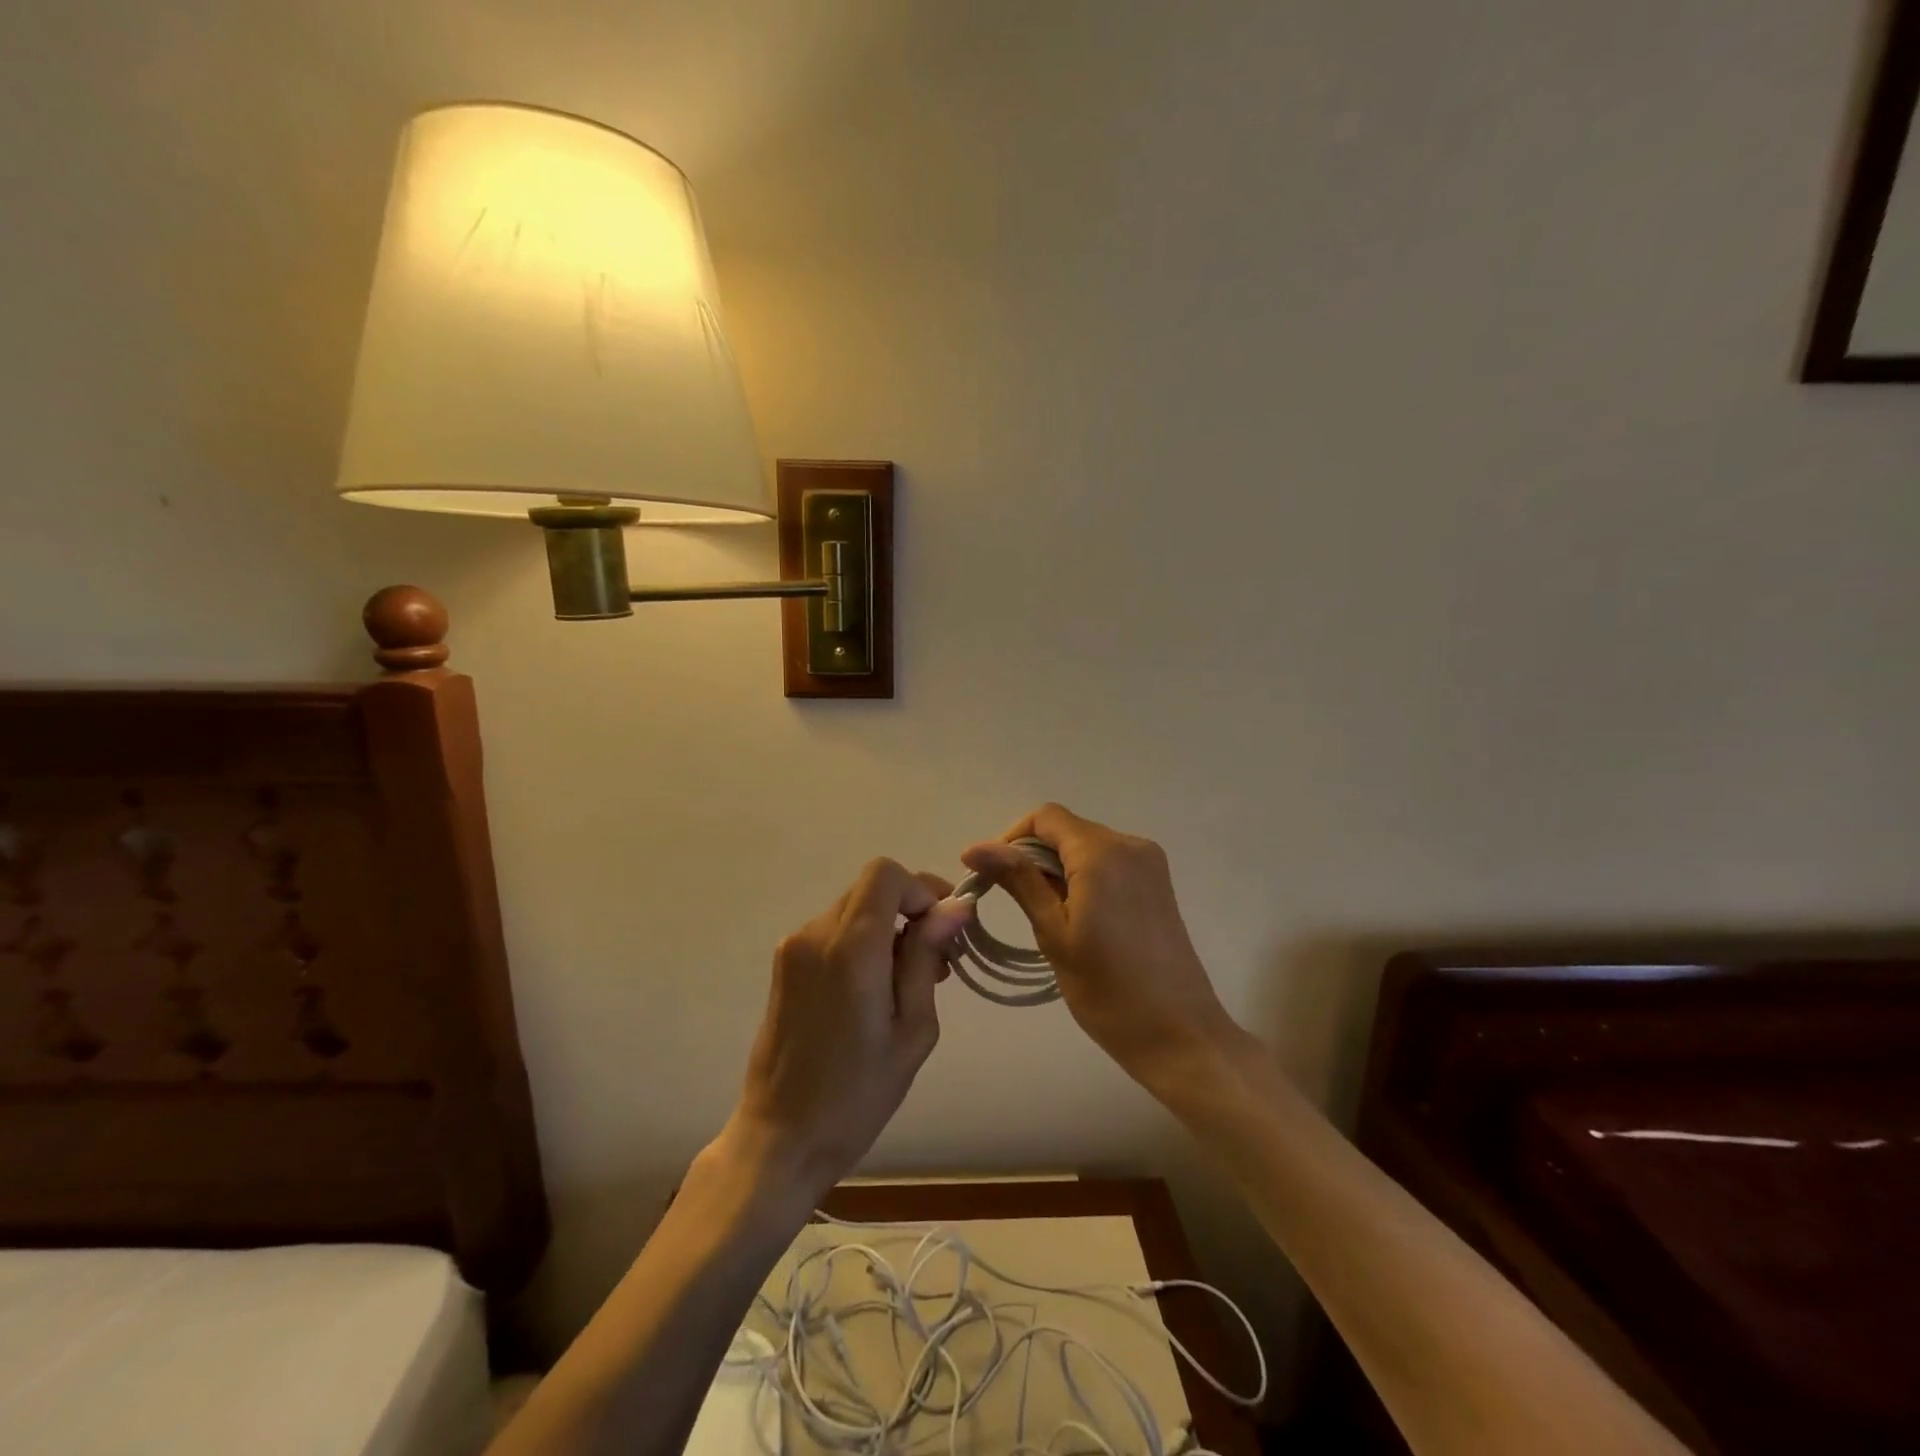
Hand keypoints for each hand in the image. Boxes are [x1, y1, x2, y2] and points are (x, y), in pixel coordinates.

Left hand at [723, 858, 971, 1202]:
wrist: (781, 1137)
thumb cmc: (857, 1094)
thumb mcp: (912, 1030)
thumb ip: (927, 958)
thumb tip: (955, 907)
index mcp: (851, 947)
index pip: (885, 874)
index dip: (920, 889)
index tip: (944, 928)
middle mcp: (816, 934)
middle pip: (871, 889)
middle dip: (911, 910)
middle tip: (940, 960)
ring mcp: (794, 948)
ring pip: (854, 909)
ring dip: (888, 928)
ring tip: (912, 981)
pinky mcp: (784, 965)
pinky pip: (833, 932)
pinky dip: (862, 943)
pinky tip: (876, 989)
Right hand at [962, 804, 1239, 1087]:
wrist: (1180, 1035)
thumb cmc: (1108, 990)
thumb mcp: (1054, 933)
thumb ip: (1019, 881)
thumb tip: (975, 847)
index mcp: (1102, 853)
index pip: (1045, 817)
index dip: (1011, 838)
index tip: (991, 875)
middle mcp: (1130, 844)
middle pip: (1067, 830)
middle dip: (1033, 856)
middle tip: (1012, 902)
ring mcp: (1149, 863)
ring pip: (1087, 846)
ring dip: (1058, 868)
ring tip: (1045, 915)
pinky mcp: (1157, 883)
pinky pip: (1109, 862)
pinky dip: (1084, 877)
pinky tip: (1077, 916)